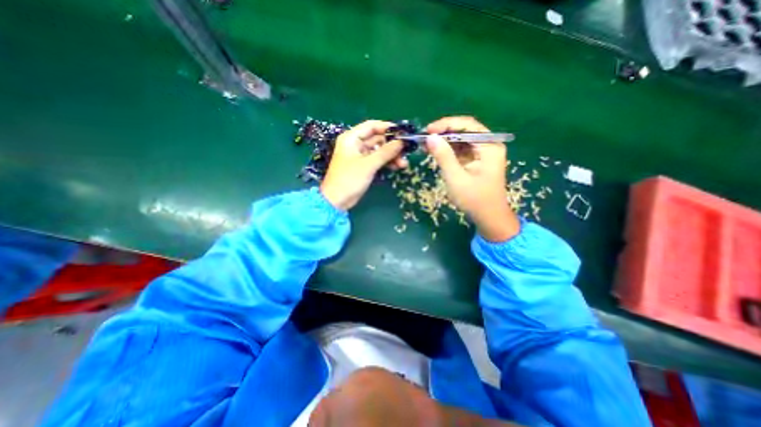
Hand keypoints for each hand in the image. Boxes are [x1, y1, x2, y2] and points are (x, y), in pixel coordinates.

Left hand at [320, 121, 405, 210]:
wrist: (337, 201)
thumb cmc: (349, 179)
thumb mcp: (369, 164)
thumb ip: (386, 152)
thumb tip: (401, 142)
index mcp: (352, 138)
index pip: (372, 126)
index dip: (387, 128)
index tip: (403, 133)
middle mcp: (356, 144)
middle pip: (377, 139)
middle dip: (392, 145)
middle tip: (406, 151)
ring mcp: (360, 156)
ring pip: (379, 151)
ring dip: (391, 155)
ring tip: (403, 163)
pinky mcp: (364, 167)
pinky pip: (377, 160)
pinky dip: (386, 163)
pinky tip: (397, 167)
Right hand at [426, 116, 520, 241]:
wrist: (488, 217)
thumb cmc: (474, 199)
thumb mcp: (456, 178)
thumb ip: (443, 156)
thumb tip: (430, 137)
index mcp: (489, 146)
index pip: (468, 125)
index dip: (446, 124)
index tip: (428, 130)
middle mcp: (489, 145)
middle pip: (465, 131)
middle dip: (444, 133)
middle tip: (425, 138)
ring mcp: (484, 153)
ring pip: (461, 140)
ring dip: (444, 141)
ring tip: (426, 145)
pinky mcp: (477, 160)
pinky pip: (461, 150)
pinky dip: (448, 150)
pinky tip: (436, 152)